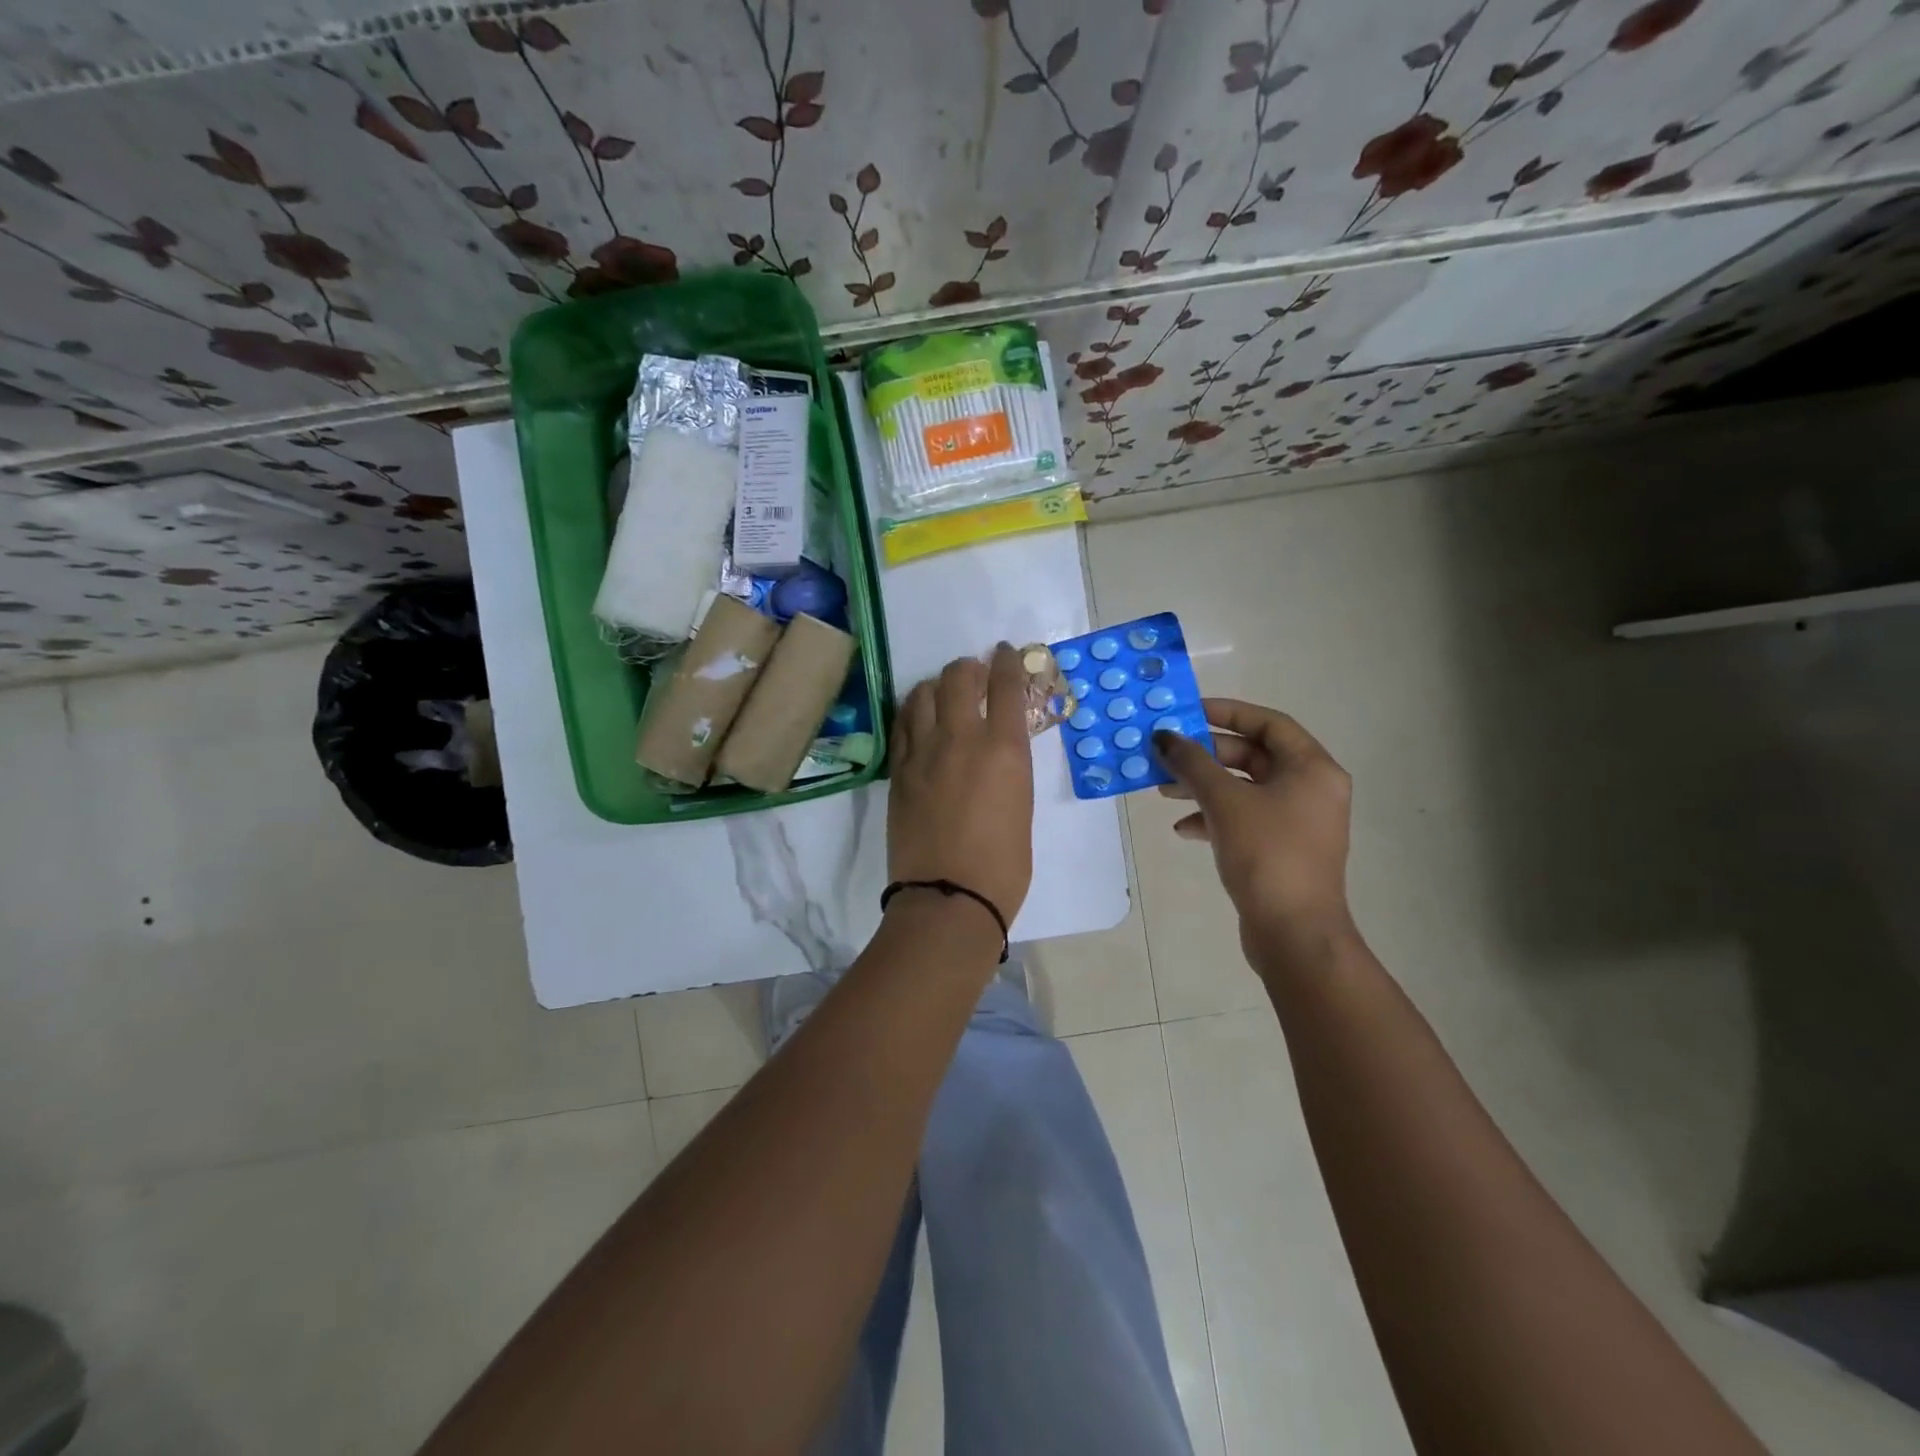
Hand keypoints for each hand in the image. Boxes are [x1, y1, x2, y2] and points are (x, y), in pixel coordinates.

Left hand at [888, 645, 1035, 928]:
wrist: (948, 898)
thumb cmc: (1003, 865)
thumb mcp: (1023, 807)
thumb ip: (1010, 768)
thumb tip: (999, 751)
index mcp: (1004, 749)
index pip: (1007, 685)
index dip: (1009, 662)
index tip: (1008, 653)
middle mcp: (962, 739)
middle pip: (958, 677)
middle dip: (969, 667)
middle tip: (975, 675)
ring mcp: (923, 753)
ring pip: (922, 693)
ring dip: (936, 686)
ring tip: (943, 696)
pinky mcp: (898, 771)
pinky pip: (901, 725)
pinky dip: (912, 712)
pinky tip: (918, 719)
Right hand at [1152, 701, 1355, 964]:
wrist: (1294, 932)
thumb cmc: (1267, 854)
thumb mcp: (1224, 801)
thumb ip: (1192, 763)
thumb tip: (1164, 736)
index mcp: (1312, 768)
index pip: (1268, 723)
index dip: (1226, 712)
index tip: (1187, 712)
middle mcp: (1311, 789)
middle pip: (1253, 756)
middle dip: (1206, 756)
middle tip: (1167, 756)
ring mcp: (1298, 821)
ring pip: (1244, 789)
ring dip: (1204, 786)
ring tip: (1164, 791)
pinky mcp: (1282, 848)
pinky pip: (1244, 818)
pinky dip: (1214, 817)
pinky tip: (1183, 828)